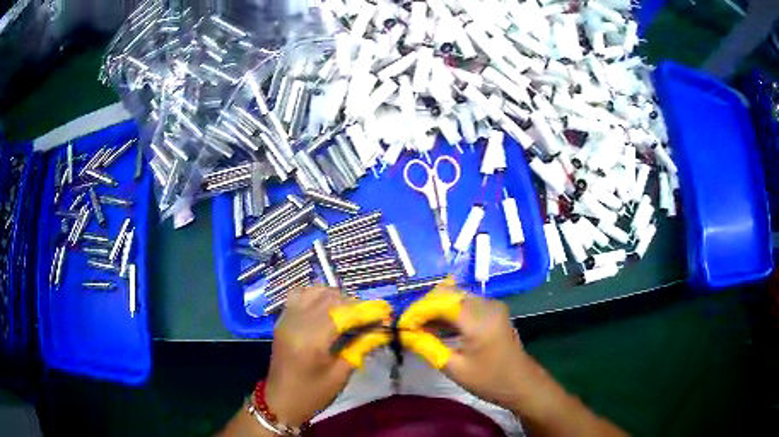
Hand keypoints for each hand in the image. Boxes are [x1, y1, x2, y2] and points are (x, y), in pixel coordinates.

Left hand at [264, 286, 391, 426]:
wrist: (280, 401)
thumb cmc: (312, 394)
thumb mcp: (340, 375)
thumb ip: (360, 347)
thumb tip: (381, 329)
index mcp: (311, 340)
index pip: (343, 313)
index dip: (367, 310)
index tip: (386, 311)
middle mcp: (297, 322)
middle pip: (330, 298)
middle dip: (354, 303)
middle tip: (372, 315)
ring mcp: (287, 318)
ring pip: (315, 291)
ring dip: (336, 297)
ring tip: (351, 311)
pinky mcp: (282, 319)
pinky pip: (300, 295)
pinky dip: (317, 295)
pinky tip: (327, 307)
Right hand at [398, 284, 530, 411]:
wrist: (522, 383)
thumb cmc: (489, 380)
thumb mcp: (454, 368)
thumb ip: (427, 347)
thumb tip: (404, 334)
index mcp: (478, 318)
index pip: (440, 302)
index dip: (417, 311)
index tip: (400, 325)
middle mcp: (486, 304)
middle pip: (448, 294)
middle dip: (424, 308)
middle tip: (408, 326)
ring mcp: (492, 305)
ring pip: (455, 297)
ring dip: (435, 310)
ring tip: (418, 328)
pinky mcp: (493, 311)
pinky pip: (465, 304)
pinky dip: (448, 313)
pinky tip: (436, 328)